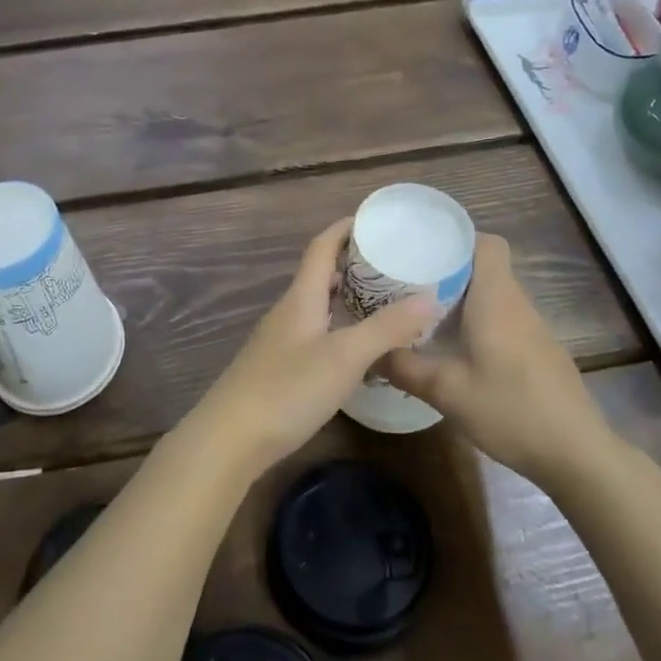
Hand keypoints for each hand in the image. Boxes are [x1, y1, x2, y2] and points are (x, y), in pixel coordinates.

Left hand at [189, 218, 436, 475]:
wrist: (229, 439)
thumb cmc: (288, 389)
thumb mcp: (345, 357)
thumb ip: (387, 328)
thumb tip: (431, 296)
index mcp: (301, 297)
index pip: (321, 247)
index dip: (345, 229)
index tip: (375, 221)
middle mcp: (288, 311)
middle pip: (319, 275)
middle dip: (352, 265)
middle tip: (392, 266)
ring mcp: (279, 341)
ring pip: (317, 306)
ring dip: (346, 298)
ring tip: (382, 304)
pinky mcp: (277, 368)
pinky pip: (314, 333)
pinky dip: (338, 328)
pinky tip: (356, 350)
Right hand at [385, 233, 617, 481]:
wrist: (577, 454)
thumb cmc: (511, 410)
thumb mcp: (447, 391)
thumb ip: (405, 367)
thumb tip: (371, 351)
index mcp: (496, 299)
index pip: (486, 243)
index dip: (457, 239)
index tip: (423, 249)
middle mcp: (517, 304)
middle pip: (484, 268)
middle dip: (447, 270)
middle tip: (408, 284)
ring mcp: (533, 329)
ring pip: (494, 296)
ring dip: (462, 299)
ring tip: (423, 314)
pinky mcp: (539, 352)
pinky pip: (503, 320)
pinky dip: (478, 323)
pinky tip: (456, 351)